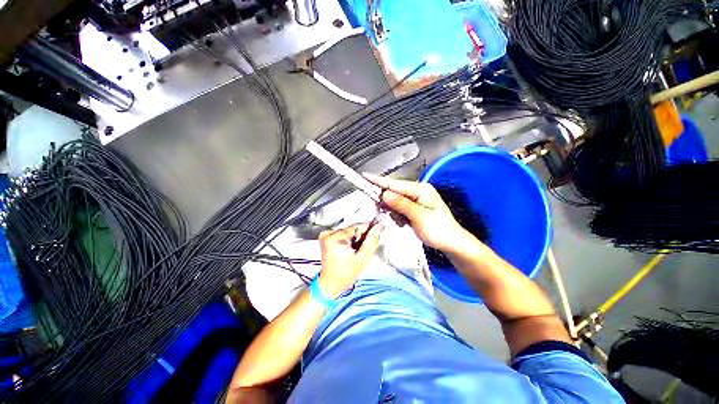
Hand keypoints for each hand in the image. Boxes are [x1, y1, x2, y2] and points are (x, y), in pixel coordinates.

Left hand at [318, 222, 381, 297]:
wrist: (331, 283)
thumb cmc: (346, 274)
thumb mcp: (363, 258)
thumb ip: (371, 241)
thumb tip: (377, 227)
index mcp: (335, 238)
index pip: (357, 226)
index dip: (368, 229)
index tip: (377, 229)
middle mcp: (328, 234)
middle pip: (352, 228)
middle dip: (360, 236)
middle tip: (363, 248)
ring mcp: (326, 235)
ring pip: (348, 231)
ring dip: (354, 238)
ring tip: (355, 250)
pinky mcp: (325, 238)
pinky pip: (342, 234)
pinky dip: (348, 239)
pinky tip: (349, 249)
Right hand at [364, 173, 469, 252]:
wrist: (451, 242)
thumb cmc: (438, 230)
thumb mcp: (419, 217)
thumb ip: (401, 204)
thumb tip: (384, 194)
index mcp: (420, 189)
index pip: (395, 184)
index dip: (378, 181)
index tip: (364, 176)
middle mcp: (417, 191)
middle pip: (394, 191)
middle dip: (386, 201)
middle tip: (384, 211)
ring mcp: (415, 199)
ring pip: (394, 201)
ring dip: (393, 211)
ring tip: (402, 221)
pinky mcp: (413, 207)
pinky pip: (399, 208)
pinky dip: (397, 215)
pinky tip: (404, 222)